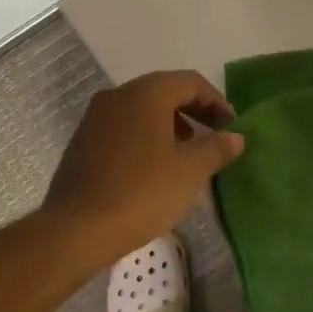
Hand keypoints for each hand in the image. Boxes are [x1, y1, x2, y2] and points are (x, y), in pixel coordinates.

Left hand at [43, 71, 244, 264]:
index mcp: (146, 93)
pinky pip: (123, 129)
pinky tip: (155, 169)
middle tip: (213, 138)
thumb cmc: (142, 192)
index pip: (190, 82)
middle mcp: (118, 96)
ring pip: (142, 111)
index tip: (231, 127)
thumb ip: (216, 148)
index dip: (216, 102)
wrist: (77, 228)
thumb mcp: (190, 171)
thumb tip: (235, 136)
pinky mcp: (82, 142)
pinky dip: (145, 139)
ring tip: (186, 156)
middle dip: (193, 112)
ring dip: (169, 126)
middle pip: (164, 92)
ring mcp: (95, 118)